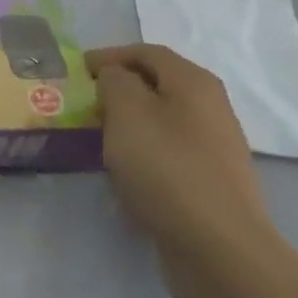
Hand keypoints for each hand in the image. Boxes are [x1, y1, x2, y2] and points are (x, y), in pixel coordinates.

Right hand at [87, 45, 278, 270]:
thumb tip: (115, 77)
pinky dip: (144, 146)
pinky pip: (170, 148)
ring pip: (164, 117)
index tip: (79, 69)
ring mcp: (215, 145)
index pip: (148, 52)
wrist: (218, 245)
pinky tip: (127, 166)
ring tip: (100, 132)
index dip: (111, 55)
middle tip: (86, 100)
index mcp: (194, 82)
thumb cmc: (166, 168)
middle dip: (120, 86)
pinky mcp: (211, 179)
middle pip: (159, 82)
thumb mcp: (127, 113)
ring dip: (131, 118)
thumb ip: (115, 82)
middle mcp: (211, 106)